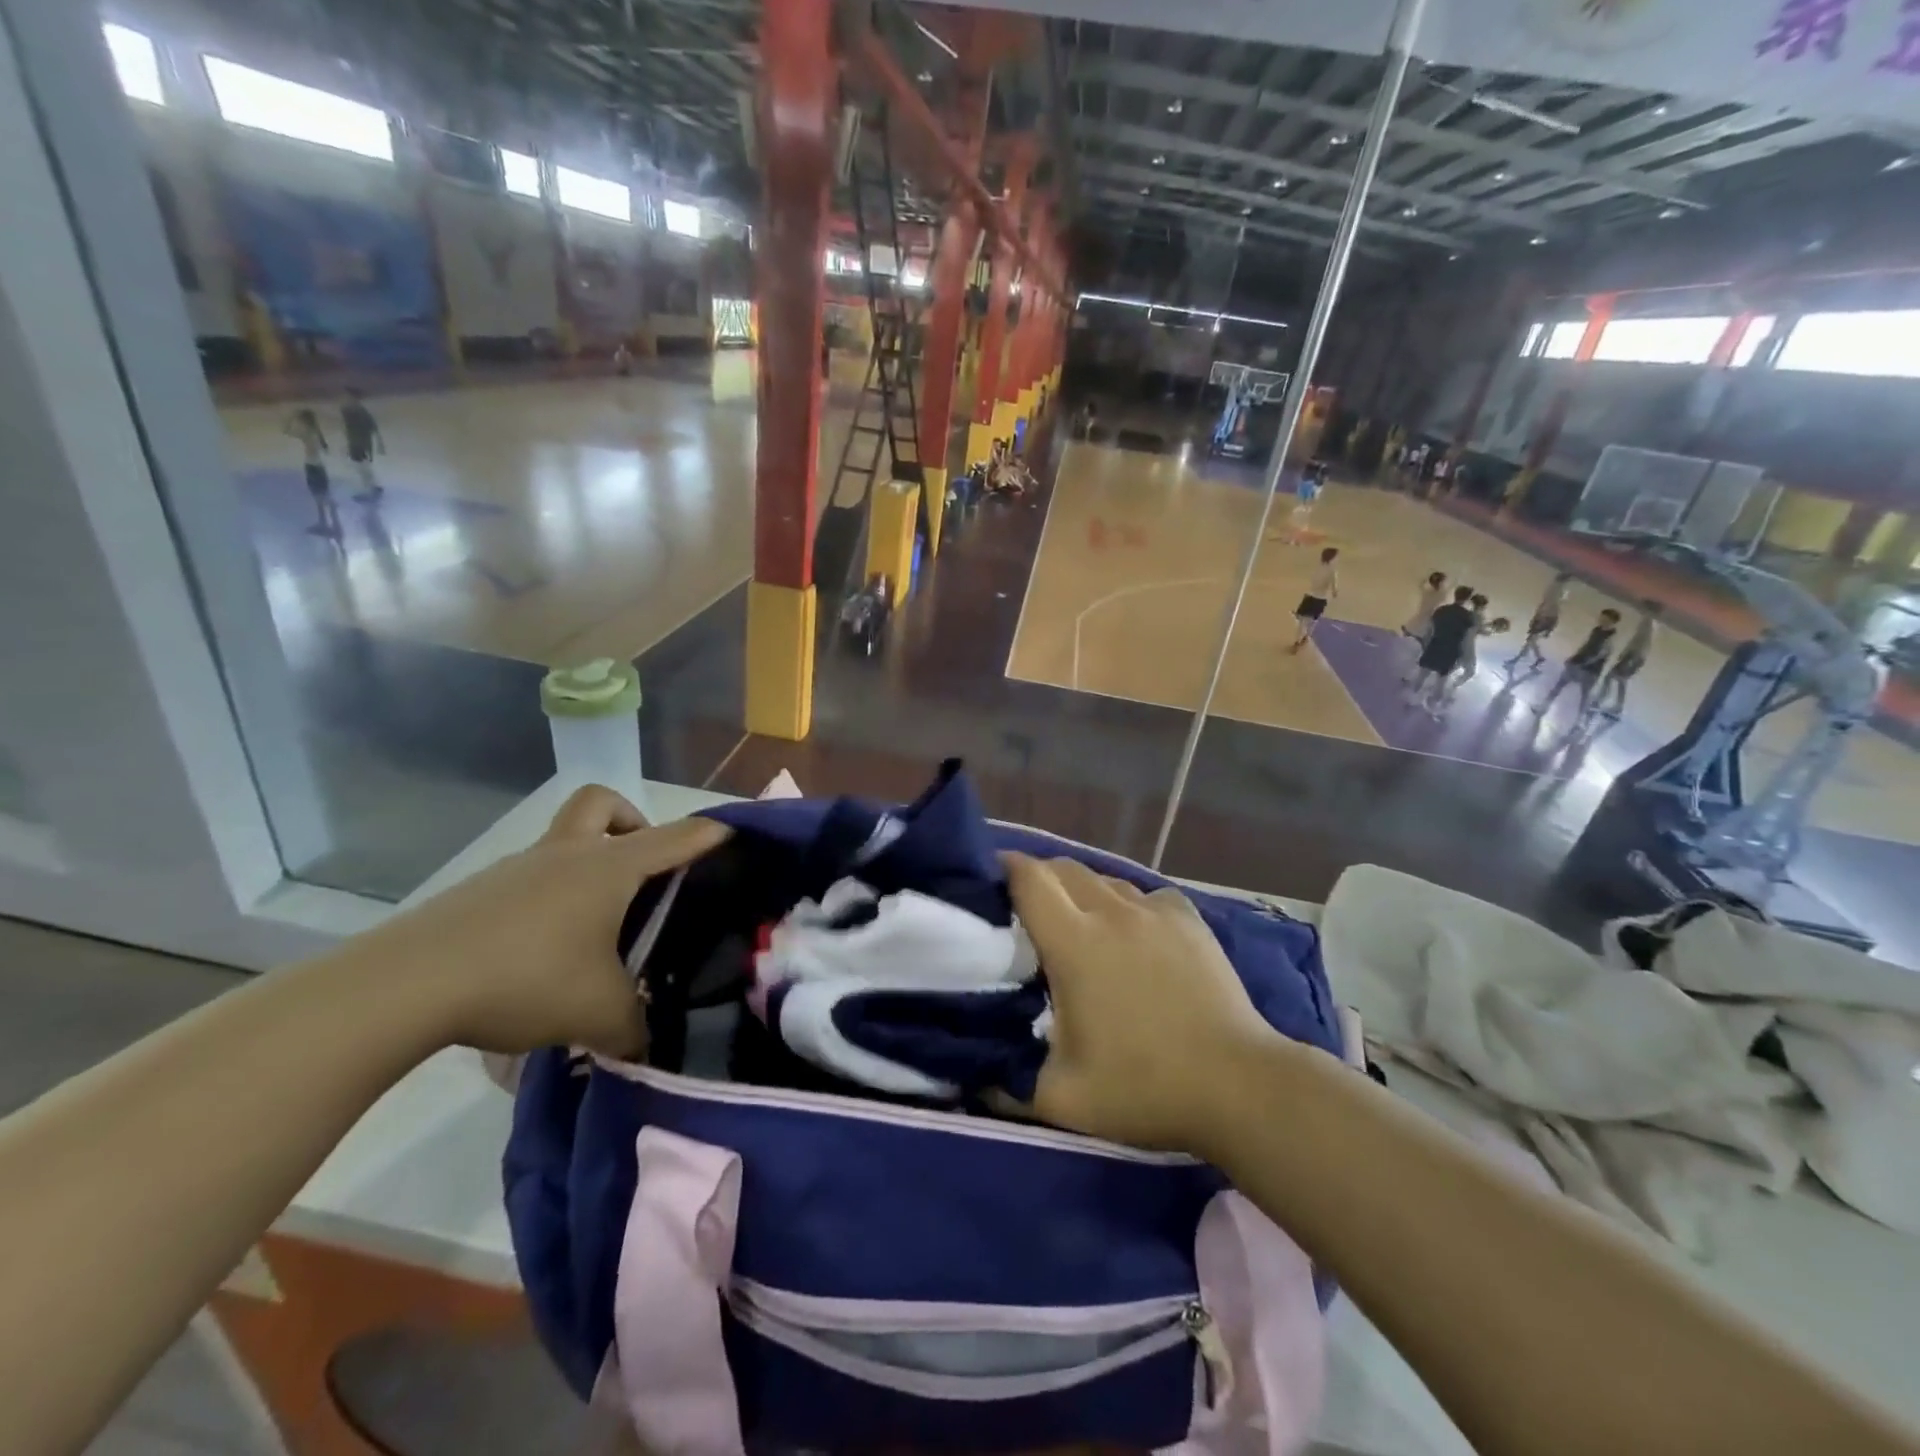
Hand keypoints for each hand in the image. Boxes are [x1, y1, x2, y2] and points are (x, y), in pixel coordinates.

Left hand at [360, 787, 728, 1058]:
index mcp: (609, 867)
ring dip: (587, 864)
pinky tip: (545, 952)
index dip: (711, 833)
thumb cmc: (525, 978)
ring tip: (596, 927)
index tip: (736, 831)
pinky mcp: (479, 893)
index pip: (677, 837)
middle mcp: (566, 854)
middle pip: (603, 803)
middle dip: (632, 822)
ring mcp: (517, 869)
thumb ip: (635, 1027)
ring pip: (563, 841)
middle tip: (643, 871)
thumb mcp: (598, 1013)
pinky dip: (550, 899)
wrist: (405, 987)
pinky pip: (530, 878)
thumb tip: (647, 1043)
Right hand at [1005, 854, 1282, 1156]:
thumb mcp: (1061, 1099)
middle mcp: (1112, 912)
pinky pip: (1143, 894)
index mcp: (1075, 943)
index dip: (1003, 868)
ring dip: (1080, 891)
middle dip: (1037, 878)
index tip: (987, 880)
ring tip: (1076, 922)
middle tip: (1025, 909)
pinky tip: (1131, 933)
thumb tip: (971, 1077)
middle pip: (1063, 868)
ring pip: (1103, 879)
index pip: (1028, 879)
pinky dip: (1125, 904)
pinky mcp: (1188, 918)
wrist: (1239, 1086)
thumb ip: (1005, 1085)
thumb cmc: (1144, 1087)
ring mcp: (1155, 911)